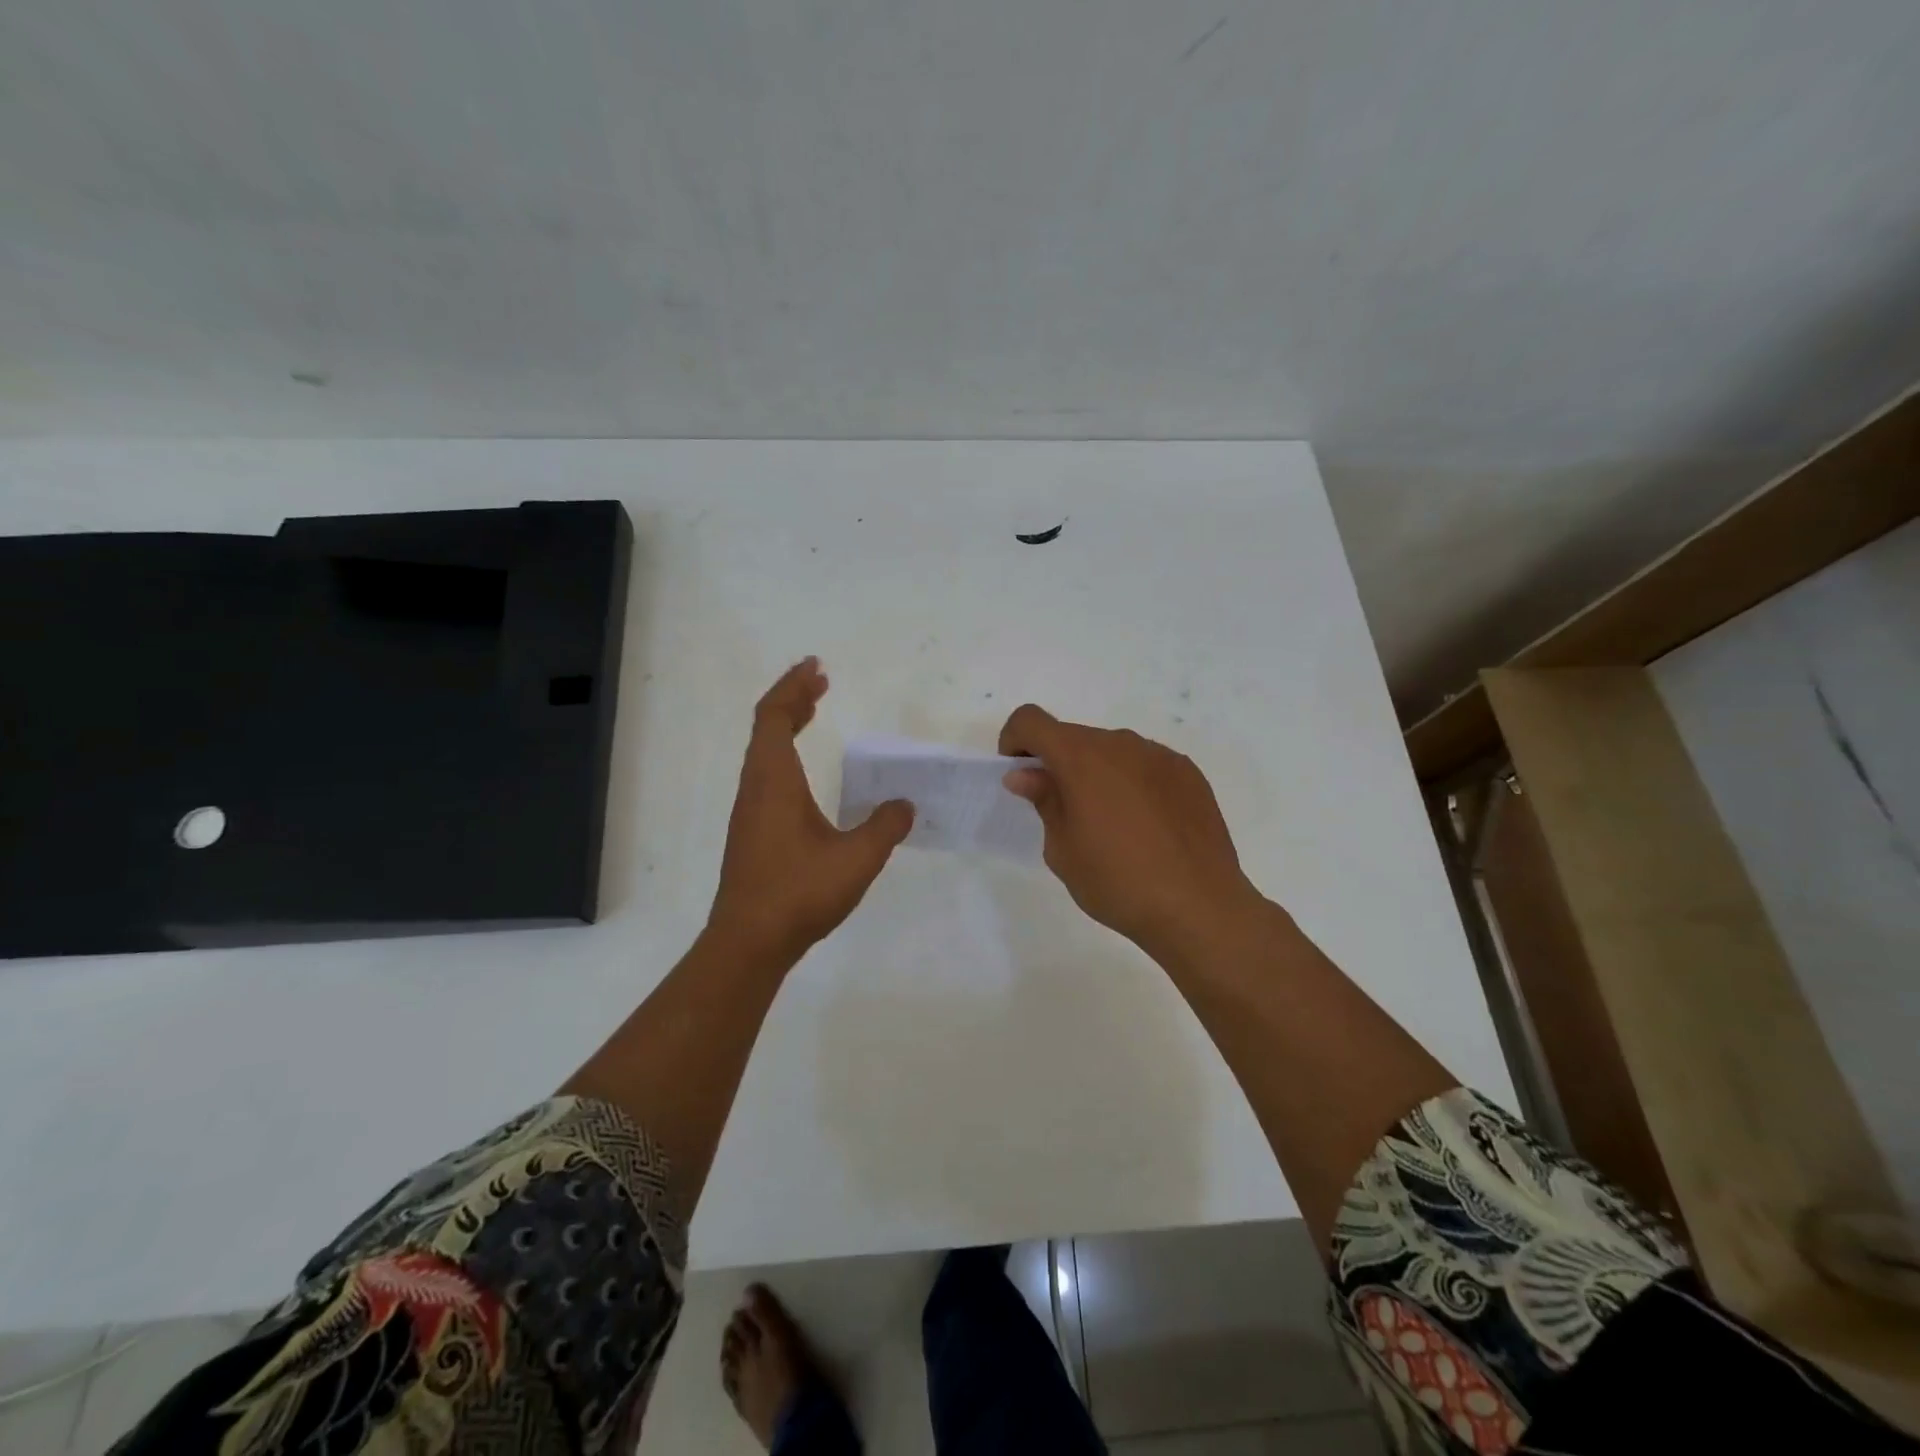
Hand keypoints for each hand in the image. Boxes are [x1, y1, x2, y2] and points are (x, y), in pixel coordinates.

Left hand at [707, 658, 913, 965]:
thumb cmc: (799, 892)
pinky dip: (785, 755)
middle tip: (820, 682)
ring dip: (787, 727)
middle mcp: (756, 788)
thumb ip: (885, 827)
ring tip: (813, 713)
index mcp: (774, 781)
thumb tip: (905, 805)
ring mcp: (750, 812)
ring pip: (763, 753)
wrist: (749, 943)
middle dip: (793, 699)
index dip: (793, 687)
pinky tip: (806, 775)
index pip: (775, 717)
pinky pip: (766, 775)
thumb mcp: (856, 858)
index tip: (816, 667)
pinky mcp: (752, 833)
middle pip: (766, 728)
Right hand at [998, 705, 1263, 959]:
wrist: (1199, 907)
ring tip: (1111, 824)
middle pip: (1074, 737)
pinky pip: (1146, 765)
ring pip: (1112, 750)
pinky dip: (1132, 782)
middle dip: (1058, 763)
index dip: (1015, 741)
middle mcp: (1120, 743)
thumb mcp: (1062, 850)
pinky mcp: (1188, 773)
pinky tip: (1146, 826)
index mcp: (1081, 758)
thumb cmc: (1117, 882)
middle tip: (1064, 813)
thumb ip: (1044, 801)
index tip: (1019, 776)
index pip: (1031, 721)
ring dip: (1097, 773)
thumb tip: (1026, 775)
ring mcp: (1159, 755)